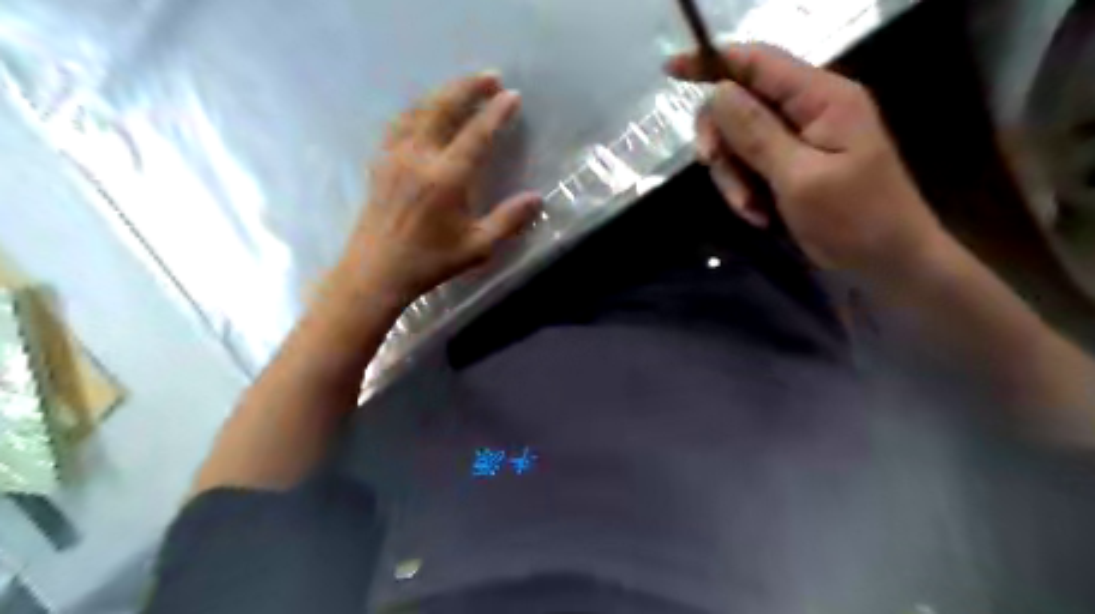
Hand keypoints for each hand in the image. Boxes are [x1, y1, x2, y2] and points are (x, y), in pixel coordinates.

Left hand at [333, 75, 538, 305]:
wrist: (375, 271)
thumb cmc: (429, 262)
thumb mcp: (477, 247)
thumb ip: (508, 221)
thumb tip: (537, 198)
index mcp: (446, 179)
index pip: (476, 135)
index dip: (496, 113)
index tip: (512, 96)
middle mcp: (419, 158)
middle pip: (444, 109)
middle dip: (468, 88)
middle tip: (490, 77)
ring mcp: (395, 156)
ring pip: (419, 110)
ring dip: (443, 93)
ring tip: (462, 87)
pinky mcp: (380, 162)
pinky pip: (399, 123)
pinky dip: (417, 108)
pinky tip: (424, 110)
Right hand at [662, 42, 944, 280]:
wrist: (884, 261)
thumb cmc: (855, 218)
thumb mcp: (801, 178)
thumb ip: (758, 134)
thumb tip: (719, 92)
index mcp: (820, 98)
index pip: (758, 63)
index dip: (712, 62)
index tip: (670, 70)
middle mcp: (806, 110)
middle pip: (739, 105)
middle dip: (721, 140)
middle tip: (711, 166)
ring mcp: (796, 139)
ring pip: (738, 142)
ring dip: (733, 177)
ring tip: (751, 210)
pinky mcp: (788, 165)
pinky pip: (748, 167)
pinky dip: (745, 191)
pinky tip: (759, 216)